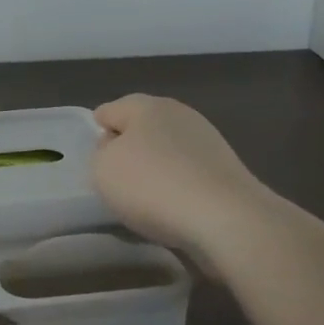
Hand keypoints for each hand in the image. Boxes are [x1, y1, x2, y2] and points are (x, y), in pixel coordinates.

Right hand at [92, 95, 270, 257]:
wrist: (226, 219)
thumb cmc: (152, 185)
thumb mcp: (102, 169)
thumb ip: (101, 153)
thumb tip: (118, 148)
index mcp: (146, 105)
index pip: (109, 111)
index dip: (97, 133)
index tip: (96, 161)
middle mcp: (179, 114)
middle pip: (142, 129)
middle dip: (129, 149)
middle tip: (117, 180)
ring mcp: (208, 141)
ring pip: (167, 151)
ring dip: (156, 169)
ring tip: (146, 200)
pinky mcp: (227, 170)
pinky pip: (189, 174)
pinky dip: (178, 187)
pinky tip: (173, 208)